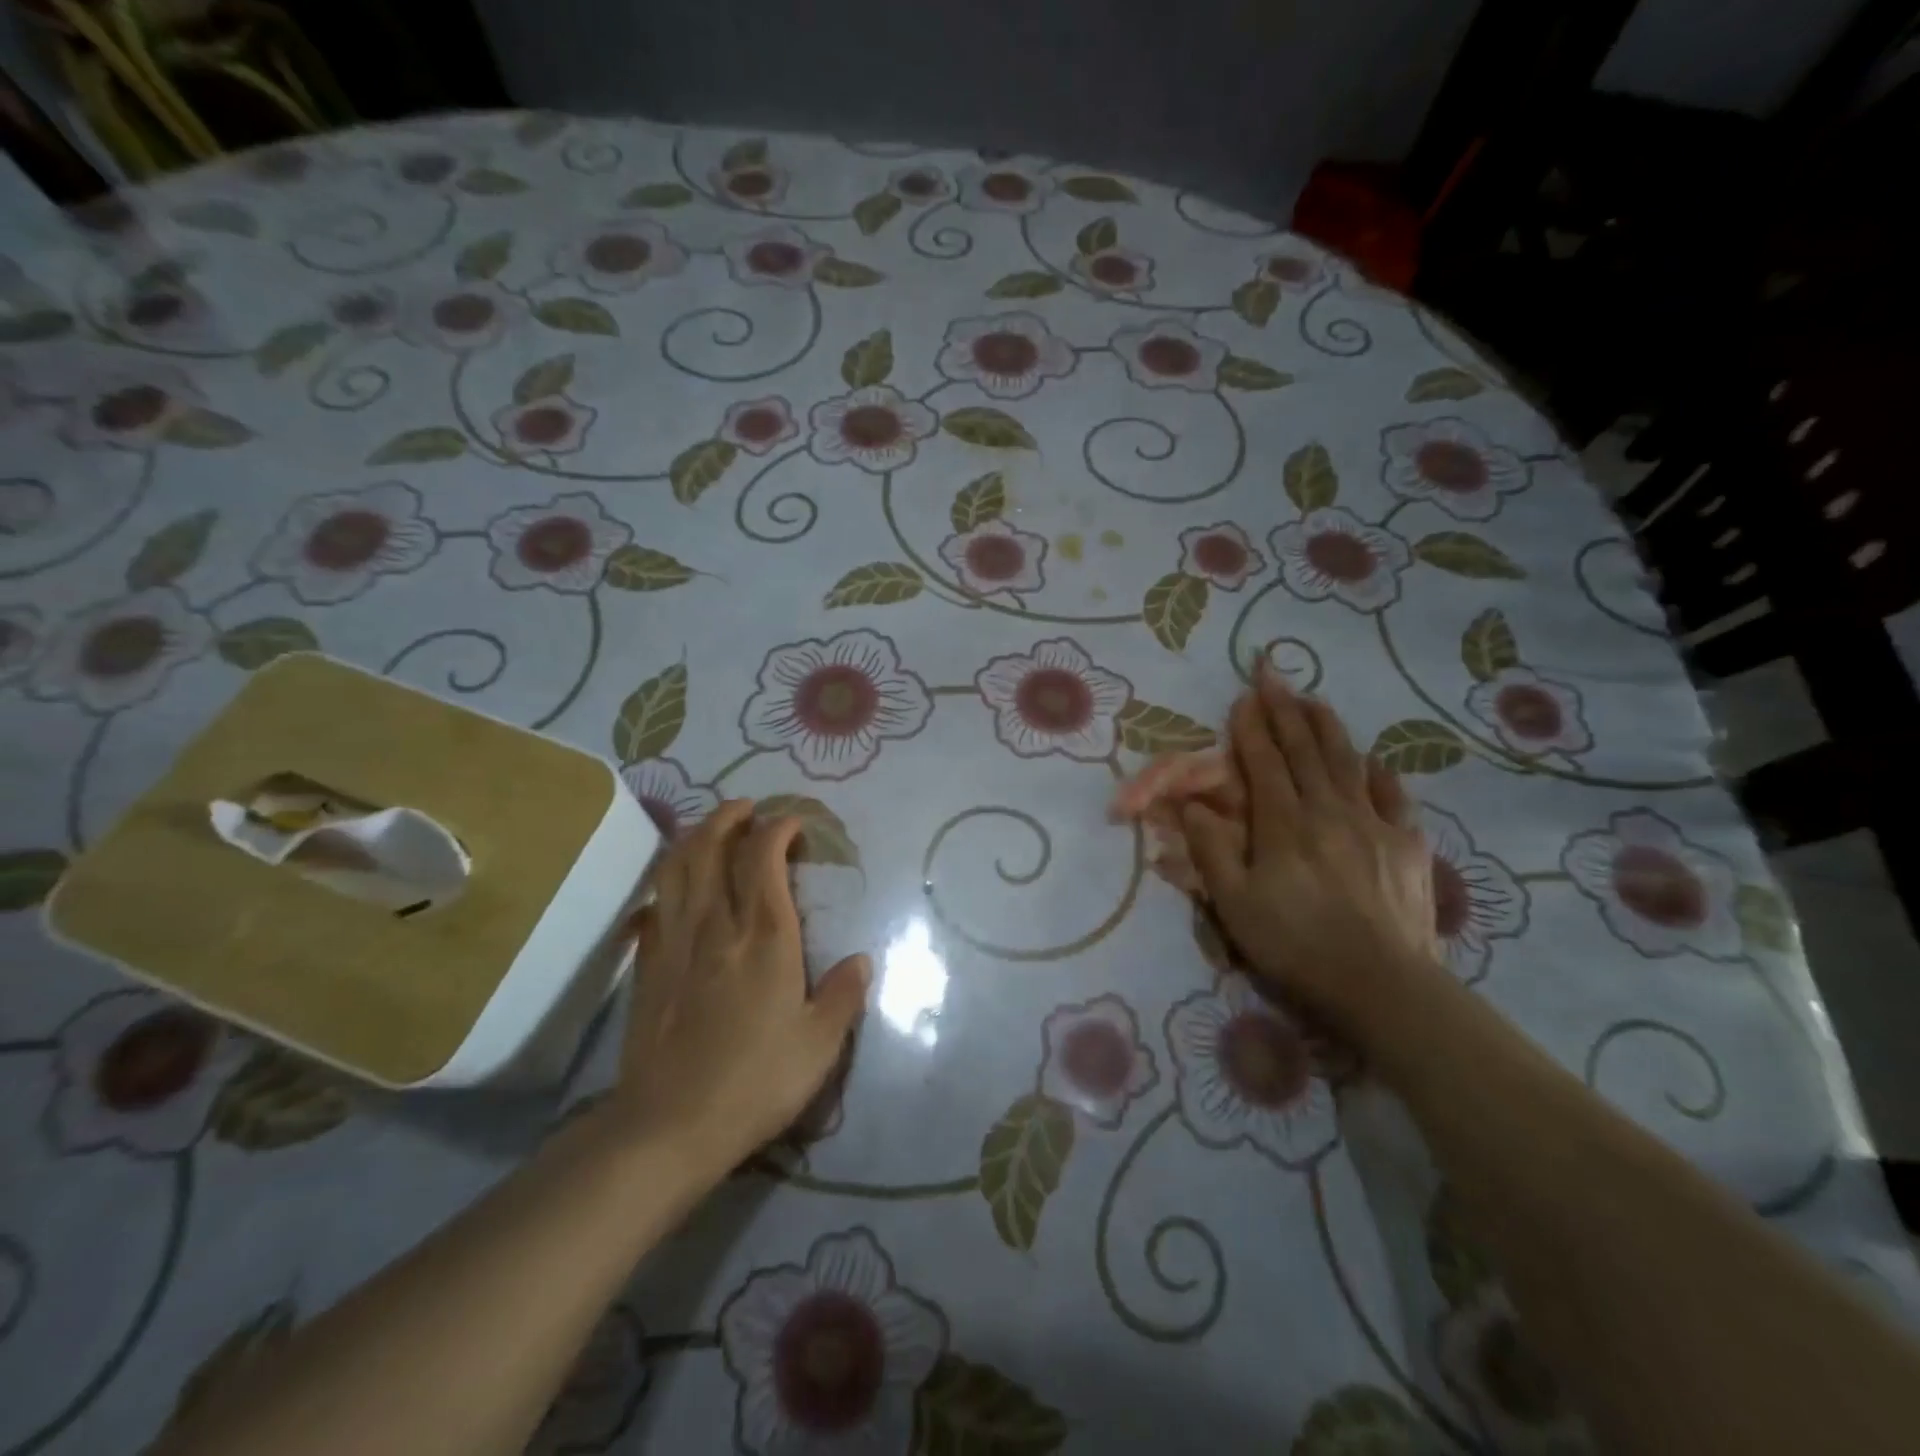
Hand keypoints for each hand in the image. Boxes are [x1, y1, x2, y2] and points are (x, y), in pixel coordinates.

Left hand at [606, 800, 868, 1172]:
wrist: (670, 1126)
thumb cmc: (755, 1082)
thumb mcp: (819, 1045)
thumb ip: (843, 996)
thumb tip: (862, 960)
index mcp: (765, 937)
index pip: (764, 857)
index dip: (779, 828)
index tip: (794, 824)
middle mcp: (717, 925)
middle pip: (713, 847)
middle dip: (732, 817)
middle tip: (749, 809)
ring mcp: (676, 942)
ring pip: (678, 867)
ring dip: (695, 836)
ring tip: (713, 828)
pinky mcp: (648, 964)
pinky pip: (654, 904)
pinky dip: (668, 881)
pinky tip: (676, 886)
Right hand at [1183, 664, 1442, 1039]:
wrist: (1382, 987)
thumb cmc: (1295, 947)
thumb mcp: (1234, 905)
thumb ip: (1212, 850)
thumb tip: (1192, 805)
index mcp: (1284, 825)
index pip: (1264, 764)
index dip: (1251, 728)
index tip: (1243, 698)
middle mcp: (1328, 811)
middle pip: (1305, 751)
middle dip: (1286, 710)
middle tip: (1274, 675)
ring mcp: (1373, 824)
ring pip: (1346, 762)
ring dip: (1327, 727)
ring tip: (1314, 699)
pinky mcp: (1407, 845)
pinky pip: (1391, 795)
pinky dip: (1376, 771)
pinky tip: (1370, 759)